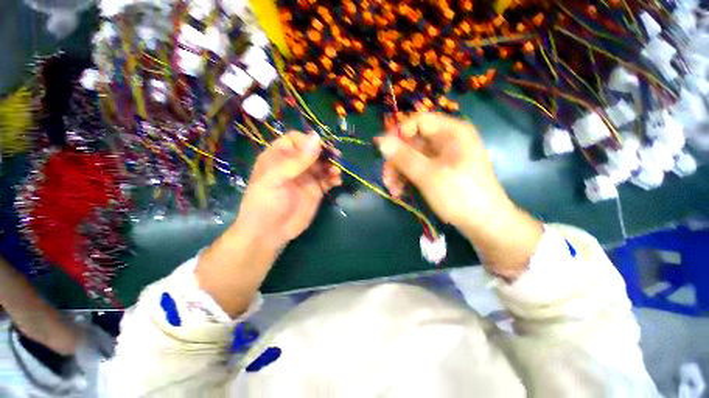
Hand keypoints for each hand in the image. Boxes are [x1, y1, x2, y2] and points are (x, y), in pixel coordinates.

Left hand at [235, 131, 341, 249]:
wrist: (269, 233)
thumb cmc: (265, 203)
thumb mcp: (276, 179)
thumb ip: (297, 160)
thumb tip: (317, 138)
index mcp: (279, 156)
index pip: (296, 140)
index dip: (309, 141)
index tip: (320, 149)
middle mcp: (294, 165)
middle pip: (313, 151)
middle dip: (325, 154)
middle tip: (336, 158)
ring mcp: (306, 178)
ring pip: (323, 165)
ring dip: (332, 166)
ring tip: (336, 173)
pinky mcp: (315, 190)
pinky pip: (327, 180)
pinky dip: (333, 178)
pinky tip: (337, 182)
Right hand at [375, 112, 507, 230]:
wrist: (484, 224)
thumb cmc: (460, 195)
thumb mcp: (428, 176)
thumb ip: (404, 157)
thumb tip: (381, 141)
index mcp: (451, 132)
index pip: (419, 121)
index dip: (398, 133)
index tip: (382, 150)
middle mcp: (447, 140)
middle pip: (412, 142)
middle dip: (396, 161)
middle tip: (386, 179)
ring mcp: (443, 157)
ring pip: (412, 157)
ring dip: (399, 172)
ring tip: (393, 191)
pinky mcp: (439, 171)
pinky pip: (418, 168)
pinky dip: (407, 179)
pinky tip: (400, 192)